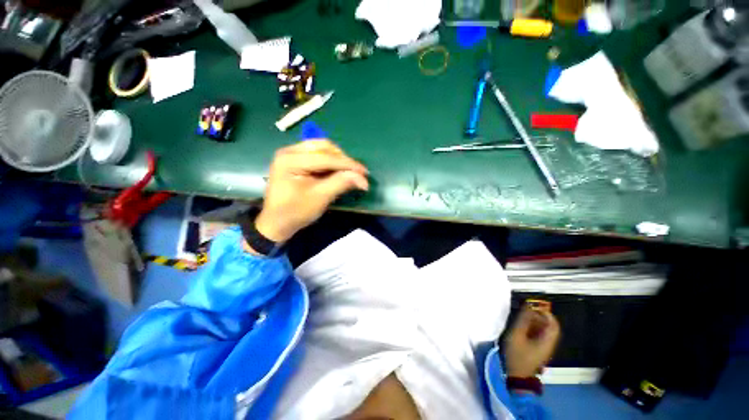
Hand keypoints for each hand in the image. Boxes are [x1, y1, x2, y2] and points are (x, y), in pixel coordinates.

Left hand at [254, 140, 368, 243]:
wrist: (277, 222)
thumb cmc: (296, 212)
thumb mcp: (320, 198)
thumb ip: (341, 183)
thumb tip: (363, 178)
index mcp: (291, 160)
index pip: (326, 157)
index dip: (348, 164)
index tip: (365, 172)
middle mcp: (289, 151)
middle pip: (324, 147)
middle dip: (343, 159)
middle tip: (357, 173)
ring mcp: (292, 154)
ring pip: (322, 148)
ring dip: (338, 159)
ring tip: (349, 172)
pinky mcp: (296, 159)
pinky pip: (318, 154)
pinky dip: (331, 162)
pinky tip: (338, 171)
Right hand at [504, 307, 560, 377]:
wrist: (517, 376)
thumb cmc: (517, 355)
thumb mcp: (516, 335)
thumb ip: (523, 320)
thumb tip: (528, 306)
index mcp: (547, 341)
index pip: (553, 324)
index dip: (545, 313)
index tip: (533, 306)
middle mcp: (549, 344)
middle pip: (550, 327)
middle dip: (539, 316)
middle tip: (525, 311)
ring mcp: (544, 348)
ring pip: (544, 331)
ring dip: (535, 322)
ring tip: (522, 318)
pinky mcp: (539, 350)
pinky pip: (539, 335)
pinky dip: (533, 328)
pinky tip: (523, 327)